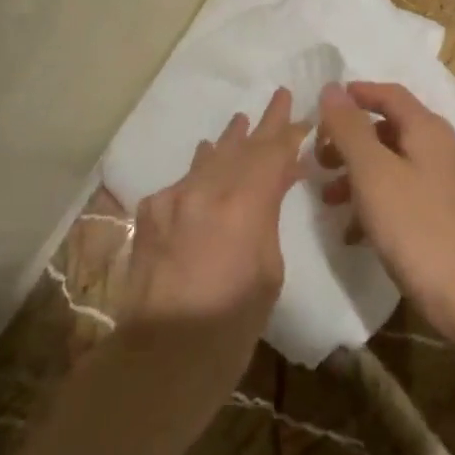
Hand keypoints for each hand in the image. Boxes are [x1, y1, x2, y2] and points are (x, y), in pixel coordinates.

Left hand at [119, 88, 305, 381]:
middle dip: (263, 123)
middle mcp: (206, 189)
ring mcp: (174, 198)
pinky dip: (202, 169)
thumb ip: (269, 216)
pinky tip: (206, 158)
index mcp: (243, 204)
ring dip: (230, 141)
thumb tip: (277, 184)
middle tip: (280, 96)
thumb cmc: (230, 325)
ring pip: (210, 158)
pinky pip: (184, 181)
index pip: (272, 153)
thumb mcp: (269, 270)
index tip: (303, 112)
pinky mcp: (151, 212)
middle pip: (241, 146)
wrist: (160, 359)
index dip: (289, 132)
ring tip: (241, 122)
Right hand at [315, 82, 454, 342]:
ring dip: (358, 175)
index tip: (323, 105)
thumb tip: (332, 88)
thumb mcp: (373, 173)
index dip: (356, 94)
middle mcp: (440, 149)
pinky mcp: (444, 218)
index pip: (389, 94)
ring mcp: (445, 185)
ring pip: (393, 165)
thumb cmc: (417, 227)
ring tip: (328, 199)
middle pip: (389, 129)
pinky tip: (353, 232)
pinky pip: (402, 196)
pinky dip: (375, 203)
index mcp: (427, 130)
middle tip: (318, 158)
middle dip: (351, 140)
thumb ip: (350, 129)